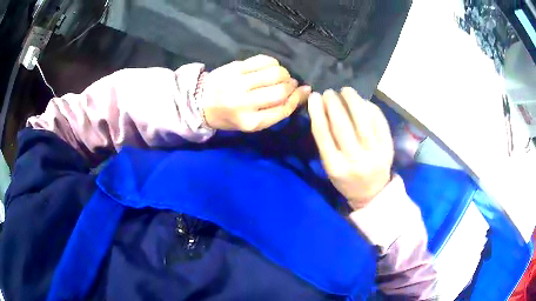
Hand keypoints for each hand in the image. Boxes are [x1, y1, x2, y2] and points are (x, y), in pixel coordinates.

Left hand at [201, 55, 310, 131]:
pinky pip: (263, 60)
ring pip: (275, 73)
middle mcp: (245, 103)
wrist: (200, 102)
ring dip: (284, 73)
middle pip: (281, 91)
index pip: (283, 109)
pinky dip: (272, 62)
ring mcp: (239, 83)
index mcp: (250, 122)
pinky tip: (270, 67)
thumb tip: (302, 92)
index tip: (304, 91)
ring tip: (280, 75)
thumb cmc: (228, 116)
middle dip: (291, 86)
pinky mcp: (235, 67)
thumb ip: (275, 111)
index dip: (297, 99)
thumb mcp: (251, 123)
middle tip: (290, 84)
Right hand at [308, 88, 393, 209]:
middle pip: (342, 125)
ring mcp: (374, 153)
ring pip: (362, 120)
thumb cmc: (346, 179)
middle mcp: (355, 160)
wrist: (371, 192)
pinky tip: (363, 102)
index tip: (314, 96)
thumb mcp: (330, 166)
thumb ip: (325, 142)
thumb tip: (322, 109)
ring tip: (346, 91)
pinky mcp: (388, 148)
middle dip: (333, 104)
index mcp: (335, 166)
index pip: (323, 134)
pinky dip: (370, 108)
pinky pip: (379, 122)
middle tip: (329, 92)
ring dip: (353, 100)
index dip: (317, 112)